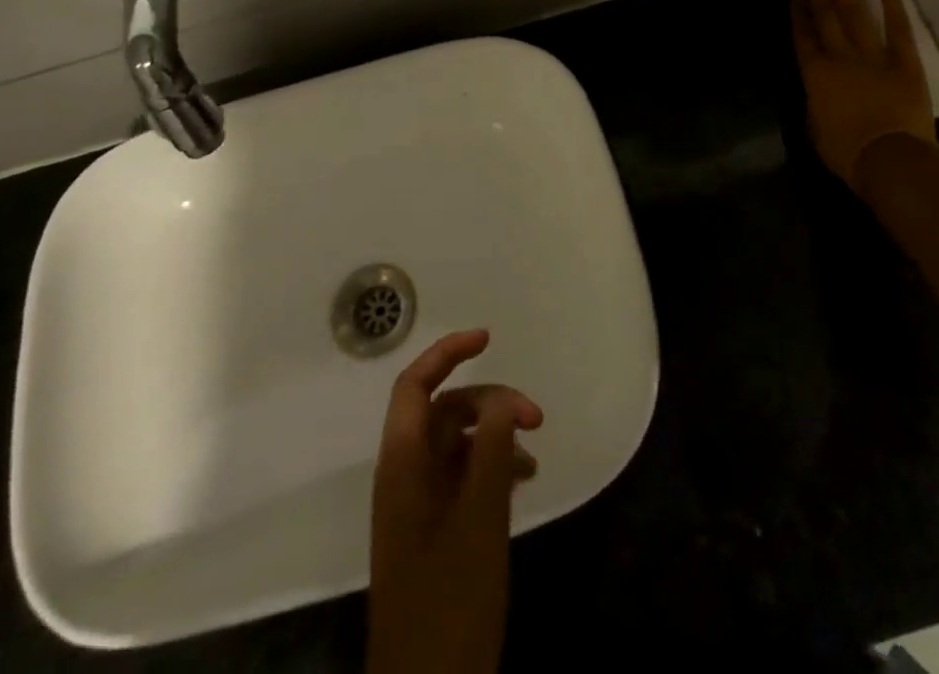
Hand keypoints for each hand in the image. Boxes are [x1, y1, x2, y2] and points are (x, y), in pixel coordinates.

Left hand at [368, 329, 542, 673]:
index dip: (447, 352)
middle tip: (537, 417)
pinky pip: (460, 474)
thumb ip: (492, 450)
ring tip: (535, 456)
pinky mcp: (431, 527)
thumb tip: (504, 398)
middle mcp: (403, 473)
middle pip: (443, 410)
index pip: (414, 385)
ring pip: (456, 442)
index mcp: (402, 464)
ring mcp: (416, 502)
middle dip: (490, 401)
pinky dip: (491, 466)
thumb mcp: (480, 520)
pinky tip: (523, 480)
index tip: (488, 338)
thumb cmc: (450, 601)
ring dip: (495, 435)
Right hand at [790, 0, 937, 188]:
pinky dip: (891, 4)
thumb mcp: (815, 130)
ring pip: (855, 14)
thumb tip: (817, 93)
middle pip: (826, 16)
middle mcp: (840, 57)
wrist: (889, 159)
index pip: (803, 38)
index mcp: (815, 75)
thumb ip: (815, 104)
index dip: (798, 16)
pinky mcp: (905, 62)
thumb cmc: (846, 153)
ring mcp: (873, 56)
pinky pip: (897, 28)